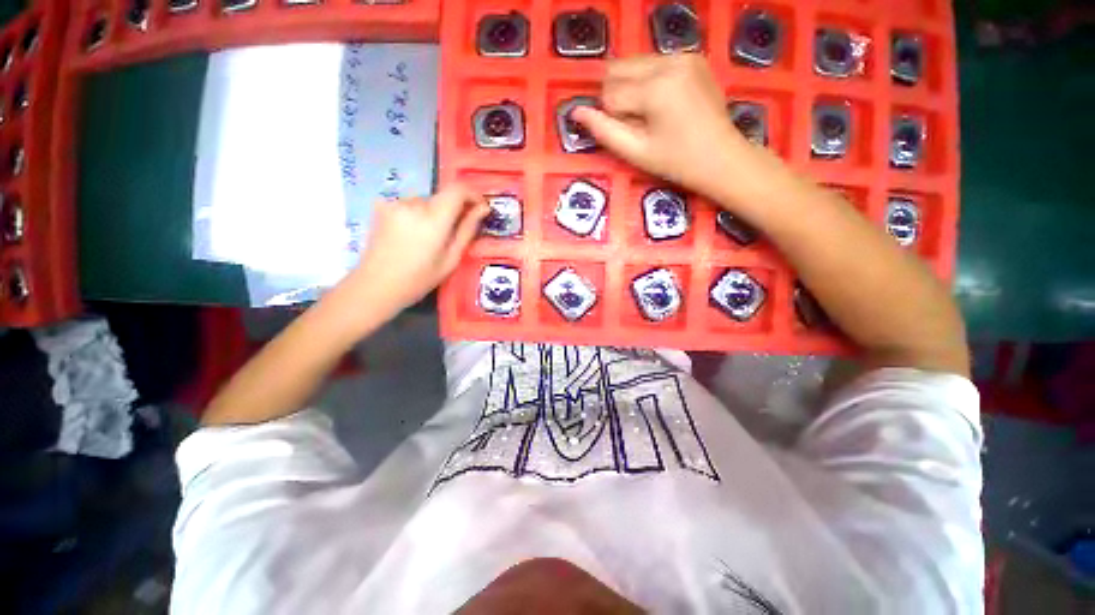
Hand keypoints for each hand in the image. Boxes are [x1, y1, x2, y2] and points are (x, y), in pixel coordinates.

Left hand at [349, 184, 487, 313]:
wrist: (376, 285)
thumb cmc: (419, 279)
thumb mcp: (451, 259)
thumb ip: (467, 230)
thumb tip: (482, 209)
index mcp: (433, 219)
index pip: (458, 189)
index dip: (473, 195)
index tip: (480, 208)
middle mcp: (413, 204)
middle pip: (442, 198)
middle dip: (452, 212)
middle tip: (451, 236)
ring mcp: (395, 202)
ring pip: (426, 202)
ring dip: (433, 214)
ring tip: (428, 240)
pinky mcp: (382, 205)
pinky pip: (410, 204)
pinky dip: (417, 215)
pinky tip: (411, 235)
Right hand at [572, 54, 756, 198]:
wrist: (722, 157)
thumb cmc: (677, 162)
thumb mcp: (636, 153)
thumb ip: (604, 131)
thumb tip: (576, 112)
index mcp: (656, 88)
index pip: (609, 93)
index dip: (612, 117)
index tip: (633, 134)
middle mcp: (668, 61)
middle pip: (618, 69)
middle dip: (617, 97)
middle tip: (638, 123)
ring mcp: (683, 55)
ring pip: (633, 64)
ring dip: (630, 88)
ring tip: (651, 114)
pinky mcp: (692, 56)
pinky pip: (653, 63)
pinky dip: (647, 81)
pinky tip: (663, 103)